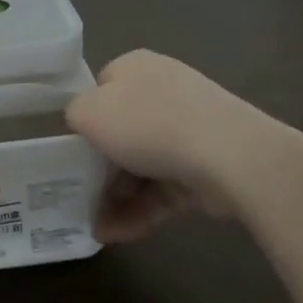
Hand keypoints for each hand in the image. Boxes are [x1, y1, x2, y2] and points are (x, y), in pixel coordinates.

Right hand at [65, 50, 281, 242]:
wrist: (228, 154)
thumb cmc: (148, 123)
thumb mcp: (88, 112)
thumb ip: (75, 115)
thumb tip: (84, 122)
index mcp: (135, 67)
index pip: (102, 89)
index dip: (86, 119)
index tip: (74, 149)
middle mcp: (163, 91)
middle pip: (123, 131)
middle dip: (101, 168)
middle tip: (80, 195)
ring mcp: (189, 130)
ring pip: (143, 165)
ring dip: (117, 197)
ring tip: (95, 228)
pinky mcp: (206, 167)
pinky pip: (165, 189)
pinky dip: (141, 211)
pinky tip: (118, 235)